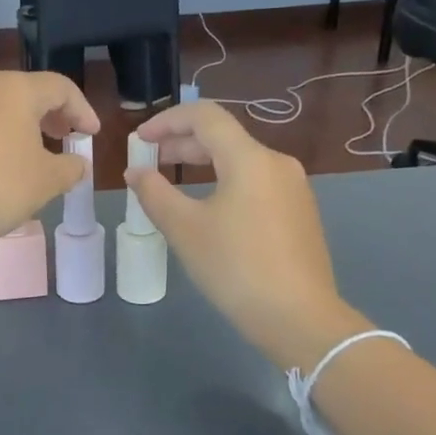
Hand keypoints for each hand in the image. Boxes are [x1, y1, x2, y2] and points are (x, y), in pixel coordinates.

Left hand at [0, 72, 99, 253]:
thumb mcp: (46, 181)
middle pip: (27, 93)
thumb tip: (77, 164)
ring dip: (22, 127)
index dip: (82, 111)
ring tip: (34, 155)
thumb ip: (70, 168)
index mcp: (15, 88)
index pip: (60, 88)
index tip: (91, 136)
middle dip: (51, 116)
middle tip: (65, 139)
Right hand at [128, 103, 366, 366]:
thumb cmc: (235, 268)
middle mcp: (276, 163)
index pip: (205, 117)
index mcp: (250, 159)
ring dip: (202, 163)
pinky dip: (224, 182)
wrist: (298, 318)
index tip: (140, 140)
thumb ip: (154, 194)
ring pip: (240, 161)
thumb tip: (136, 173)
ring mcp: (293, 188)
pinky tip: (207, 208)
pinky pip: (255, 182)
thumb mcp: (185, 229)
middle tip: (149, 161)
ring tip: (171, 182)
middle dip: (181, 143)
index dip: (167, 121)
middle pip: (223, 137)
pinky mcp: (299, 212)